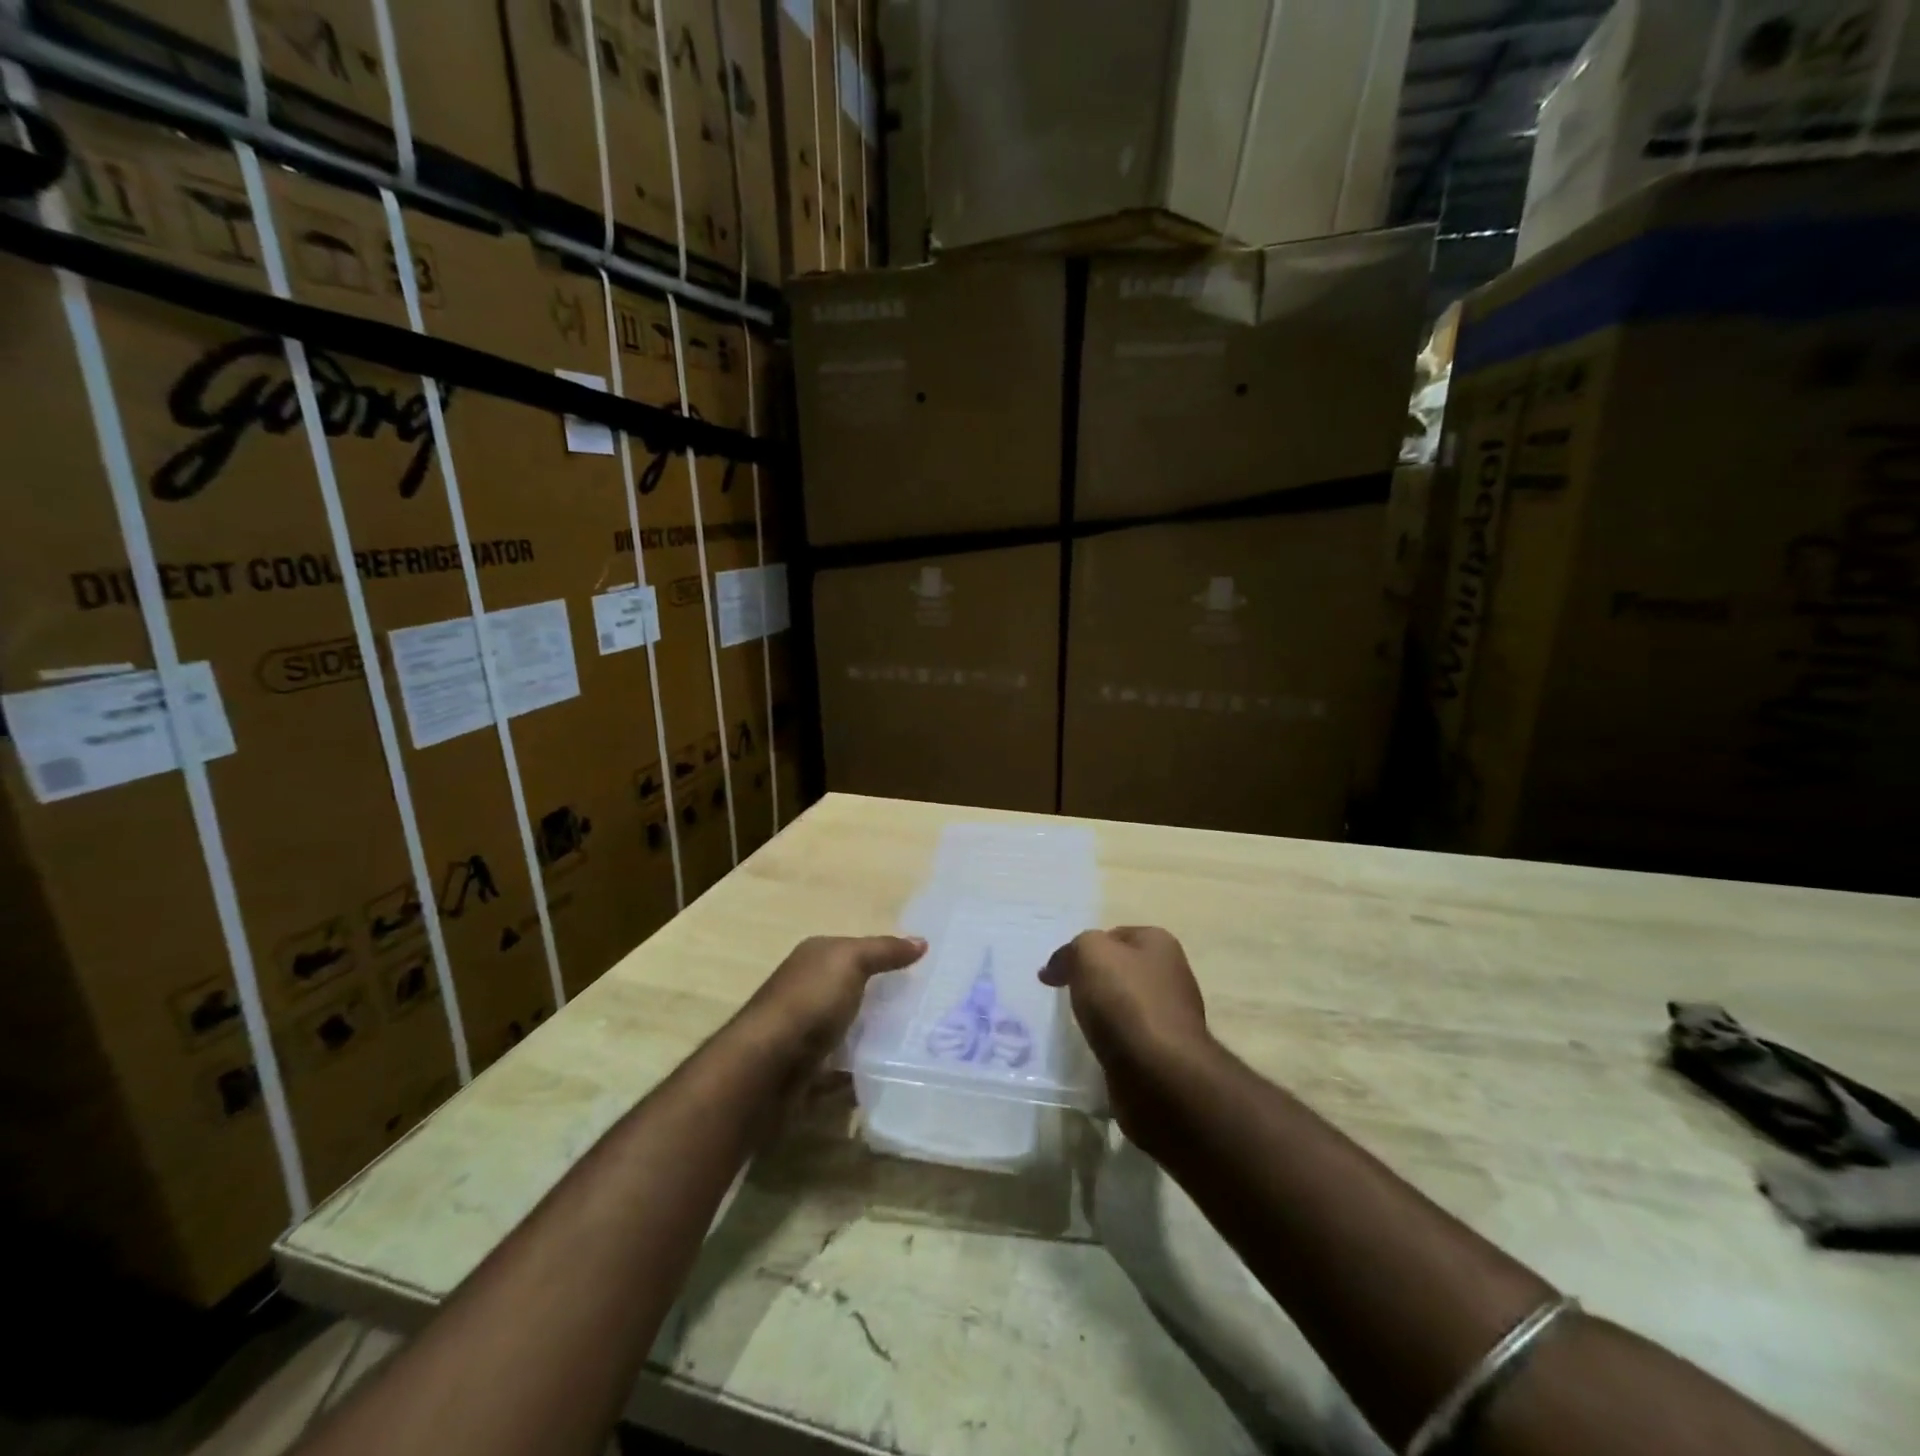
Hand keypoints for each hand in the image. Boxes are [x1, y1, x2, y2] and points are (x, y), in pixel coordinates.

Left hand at [743, 935, 926, 1064]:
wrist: (766, 1068)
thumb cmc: (809, 1002)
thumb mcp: (850, 961)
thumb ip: (884, 950)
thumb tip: (921, 941)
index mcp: (814, 958)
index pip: (856, 950)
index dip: (887, 956)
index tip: (924, 971)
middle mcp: (806, 990)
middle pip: (853, 990)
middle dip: (884, 998)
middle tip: (928, 1009)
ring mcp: (804, 1032)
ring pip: (848, 1029)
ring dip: (873, 1036)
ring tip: (916, 1042)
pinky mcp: (806, 1070)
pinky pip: (841, 1067)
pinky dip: (860, 1070)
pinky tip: (888, 1073)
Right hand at [1042, 927, 1211, 1138]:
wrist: (1159, 1073)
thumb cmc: (1126, 1000)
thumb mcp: (1089, 953)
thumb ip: (1071, 950)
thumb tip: (1055, 969)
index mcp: (1159, 943)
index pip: (1113, 935)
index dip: (1084, 949)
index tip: (1060, 971)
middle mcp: (1171, 975)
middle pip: (1120, 971)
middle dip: (1093, 982)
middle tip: (1064, 996)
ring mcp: (1170, 1016)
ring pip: (1123, 1007)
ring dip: (1101, 1015)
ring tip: (1076, 1026)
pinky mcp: (1164, 1054)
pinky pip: (1128, 1040)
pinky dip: (1111, 1043)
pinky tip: (1096, 1050)